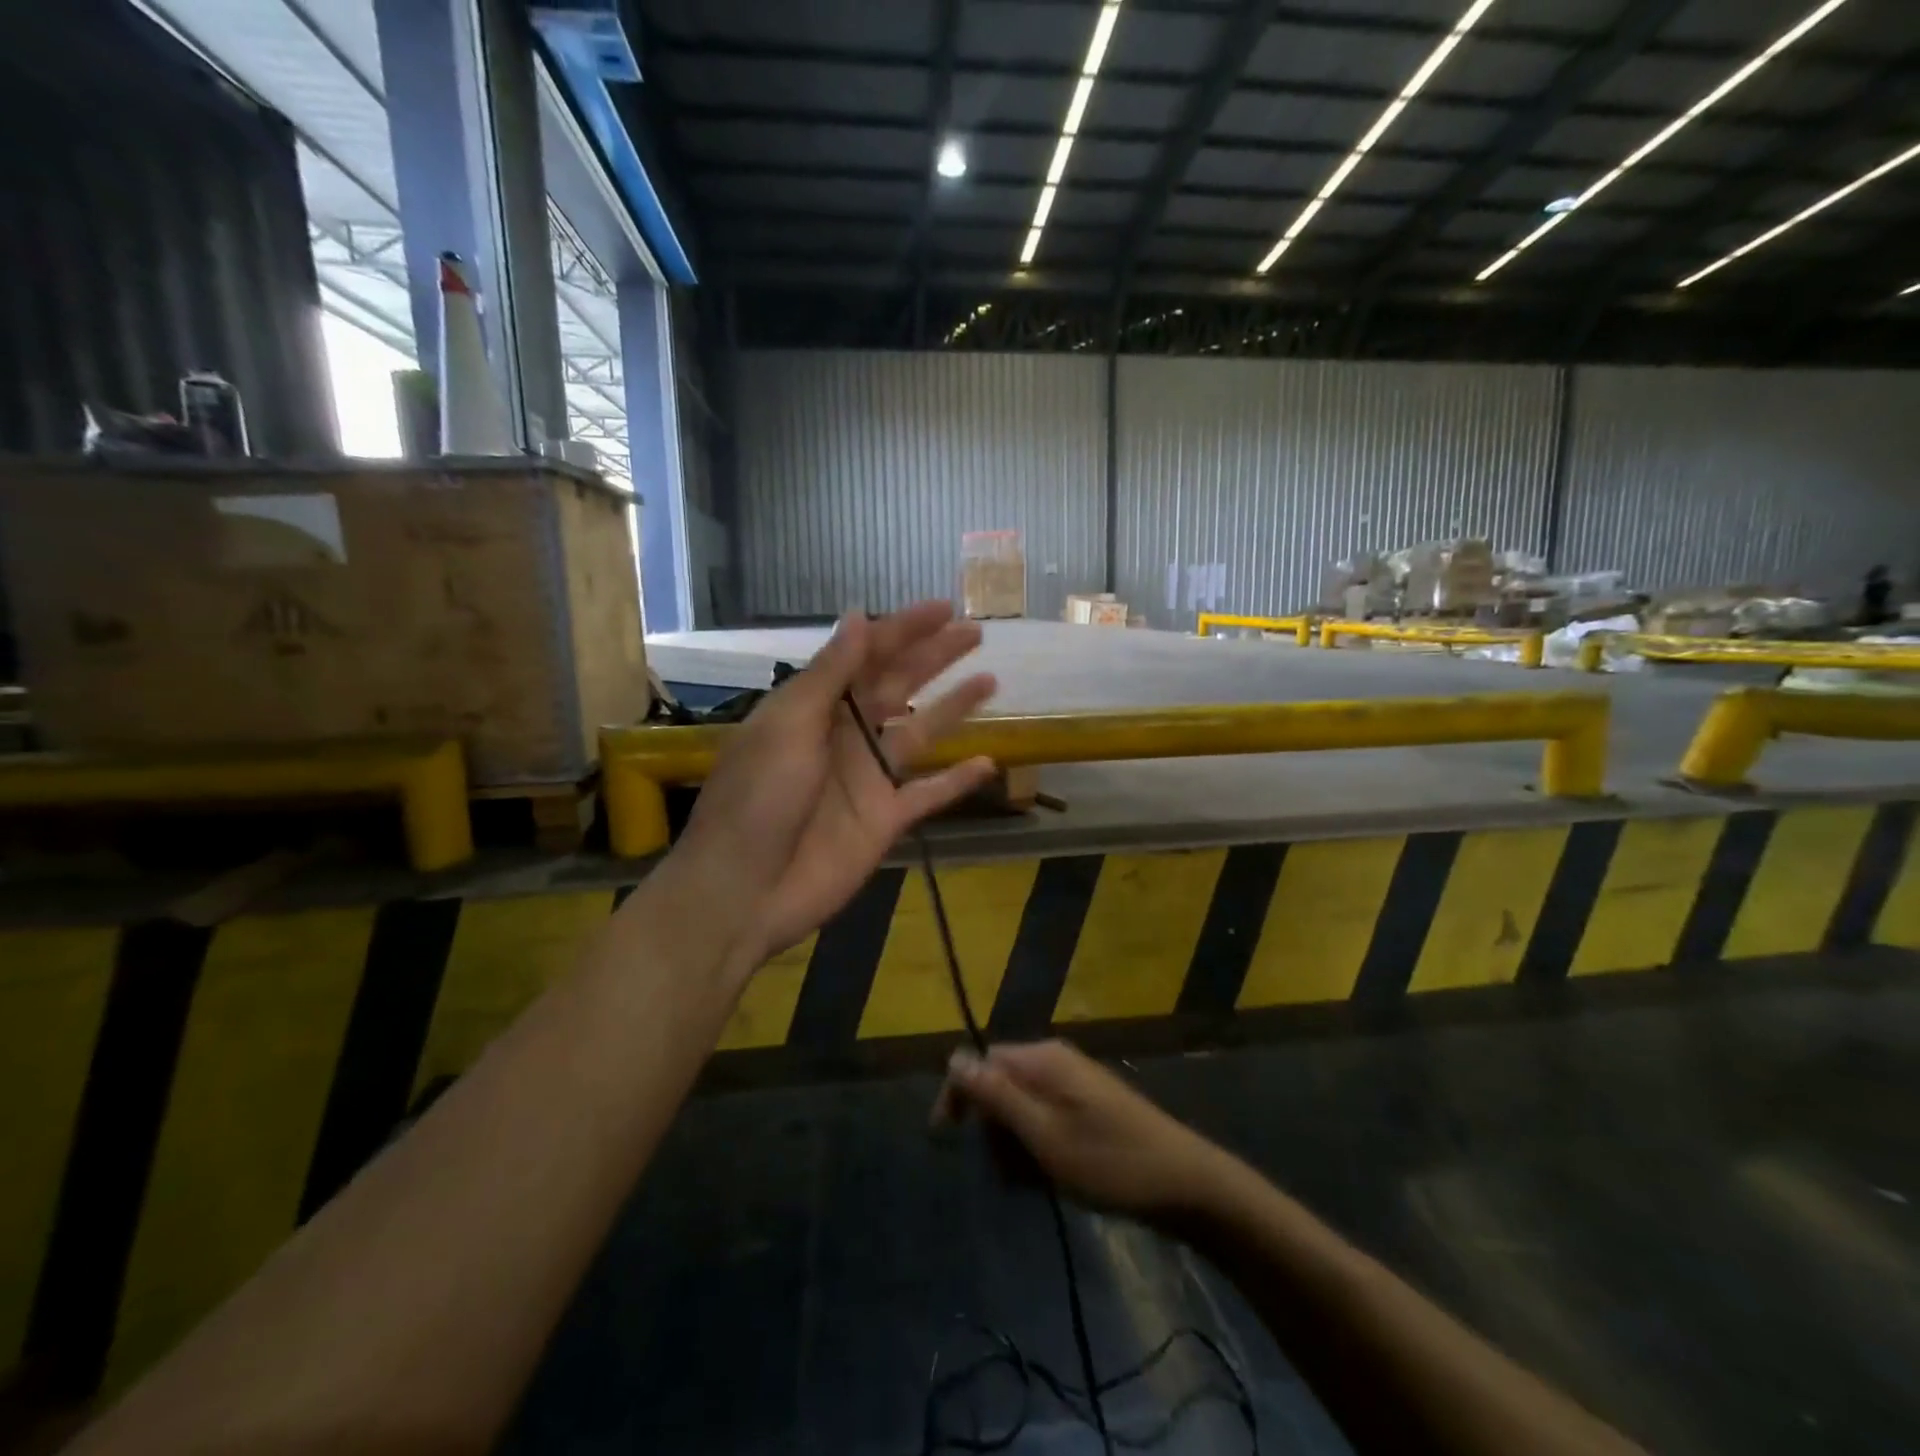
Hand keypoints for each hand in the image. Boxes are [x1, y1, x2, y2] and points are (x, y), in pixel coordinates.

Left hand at [671, 601, 997, 967]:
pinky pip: (929, 794)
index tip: (942, 608)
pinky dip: (957, 780)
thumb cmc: (757, 799)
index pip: (865, 657)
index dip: (903, 630)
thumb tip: (858, 616)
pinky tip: (989, 761)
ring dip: (953, 707)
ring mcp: (867, 778)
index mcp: (814, 706)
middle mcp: (844, 734)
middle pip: (898, 686)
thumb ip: (830, 674)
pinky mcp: (885, 820)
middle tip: (975, 632)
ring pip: (919, 732)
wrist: (745, 891)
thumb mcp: (788, 726)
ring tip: (990, 681)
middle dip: (933, 657)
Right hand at [934, 1041, 1233, 1220]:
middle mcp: (1056, 1061)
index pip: (983, 1061)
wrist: (1185, 1184)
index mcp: (1044, 1059)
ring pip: (1022, 1107)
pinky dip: (1038, 1148)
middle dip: (992, 1129)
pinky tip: (1049, 1180)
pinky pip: (1046, 1119)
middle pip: (1001, 1084)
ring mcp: (1076, 1084)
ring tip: (1030, 1183)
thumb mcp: (1044, 1134)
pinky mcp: (1089, 1107)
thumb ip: (997, 1096)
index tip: (947, 1139)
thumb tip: (953, 1058)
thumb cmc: (1109, 1161)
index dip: (961, 1095)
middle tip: (1005, 1173)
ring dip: (1014, 1144)